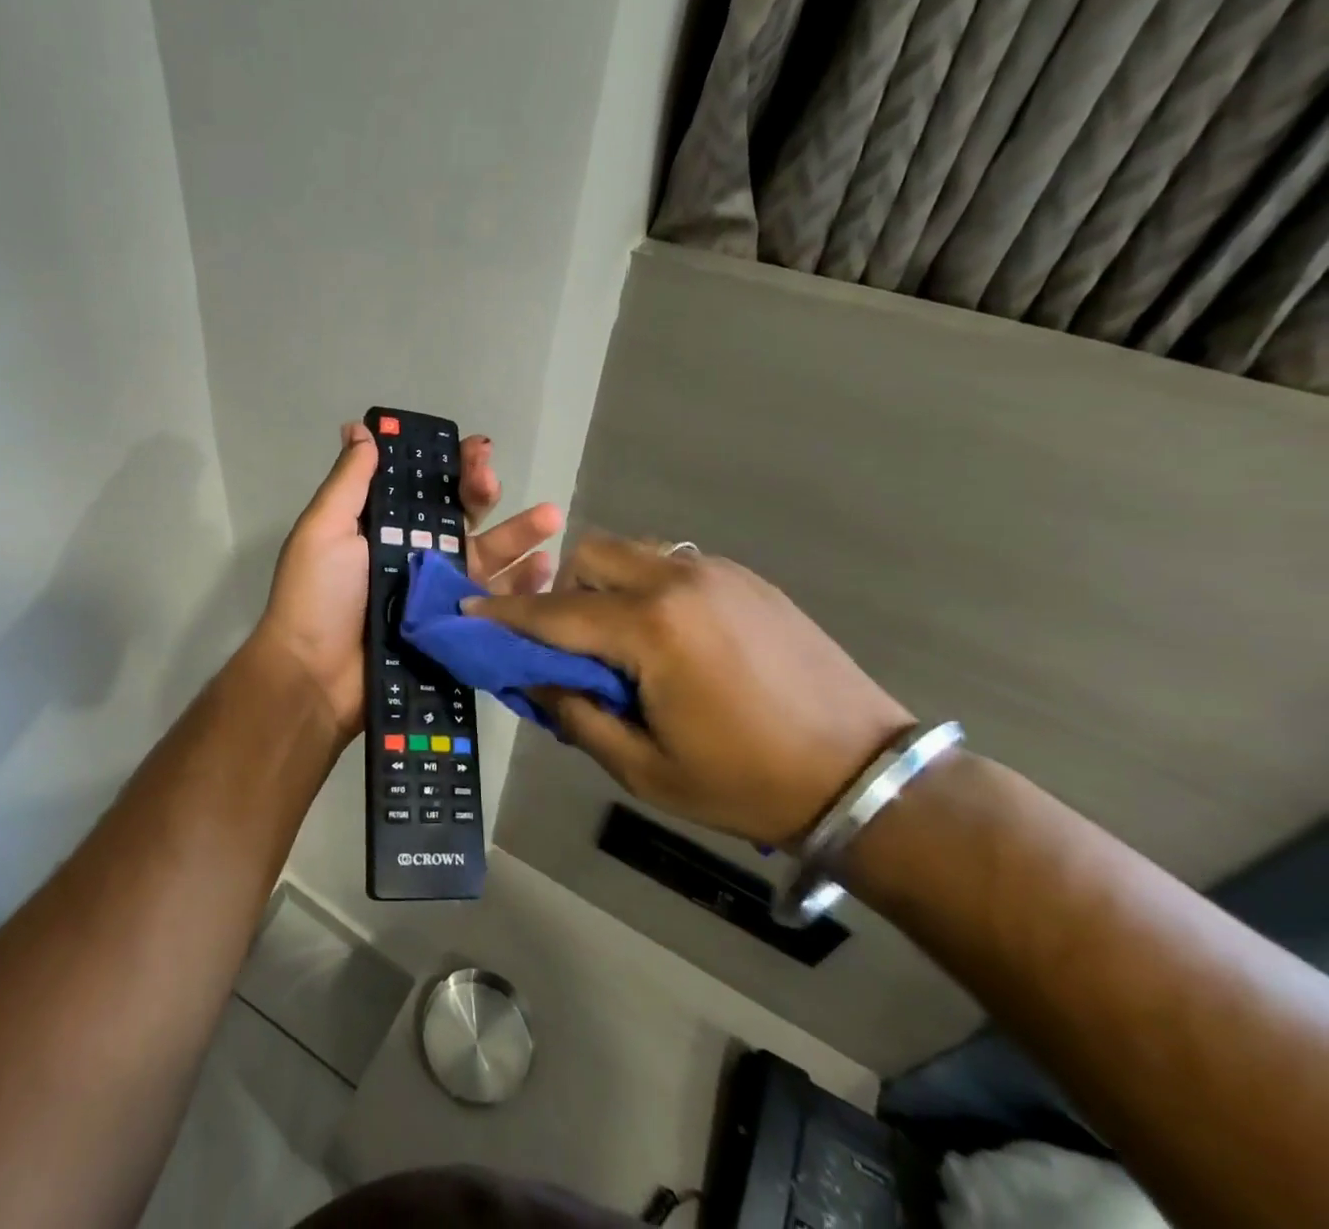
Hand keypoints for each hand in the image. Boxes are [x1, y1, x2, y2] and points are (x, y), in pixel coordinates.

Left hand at [254, 421, 561, 749]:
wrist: (315, 679)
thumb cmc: (317, 597)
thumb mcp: (324, 530)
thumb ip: (350, 481)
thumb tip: (359, 427)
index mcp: (386, 529)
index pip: (427, 488)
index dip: (452, 467)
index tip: (476, 451)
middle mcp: (417, 557)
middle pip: (463, 519)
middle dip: (486, 494)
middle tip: (495, 482)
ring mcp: (440, 595)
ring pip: (488, 558)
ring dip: (520, 536)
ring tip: (551, 519)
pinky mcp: (455, 631)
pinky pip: (496, 605)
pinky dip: (523, 588)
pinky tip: (545, 570)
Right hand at [465, 532, 914, 846]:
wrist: (865, 776)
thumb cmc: (746, 782)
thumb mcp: (644, 769)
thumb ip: (576, 716)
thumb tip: (533, 681)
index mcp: (651, 629)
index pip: (555, 613)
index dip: (505, 614)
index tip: (468, 609)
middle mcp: (679, 581)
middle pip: (590, 554)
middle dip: (564, 590)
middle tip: (569, 642)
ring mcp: (717, 572)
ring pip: (632, 551)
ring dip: (606, 583)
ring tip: (621, 640)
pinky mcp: (746, 578)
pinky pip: (672, 564)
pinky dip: (648, 587)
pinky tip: (670, 637)